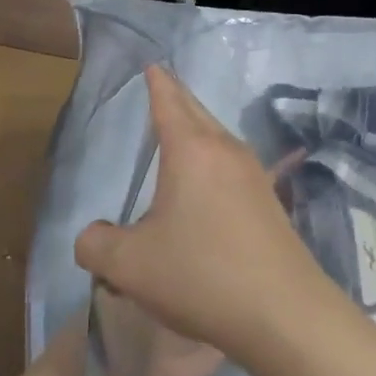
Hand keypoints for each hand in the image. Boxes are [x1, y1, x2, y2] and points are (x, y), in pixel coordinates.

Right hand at [76, 66, 338, 366]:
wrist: (282, 310)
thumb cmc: (200, 275)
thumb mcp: (129, 266)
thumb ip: (96, 245)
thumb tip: (94, 237)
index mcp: (192, 150)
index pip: (169, 102)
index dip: (158, 83)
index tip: (154, 65)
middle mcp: (227, 151)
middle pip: (198, 113)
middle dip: (178, 98)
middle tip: (164, 86)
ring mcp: (255, 174)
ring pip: (219, 138)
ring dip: (198, 130)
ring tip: (181, 133)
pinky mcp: (269, 201)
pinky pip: (232, 166)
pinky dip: (213, 161)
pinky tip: (209, 184)